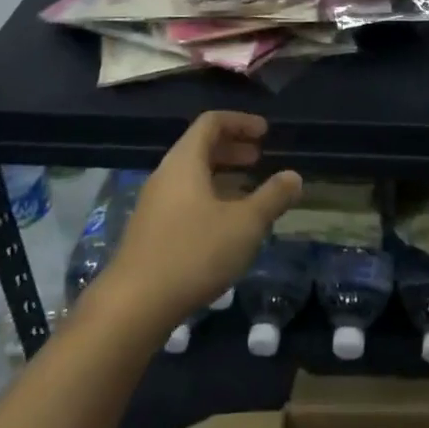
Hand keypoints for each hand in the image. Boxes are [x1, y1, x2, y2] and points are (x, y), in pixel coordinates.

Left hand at [91, 112, 300, 335]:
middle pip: (199, 147)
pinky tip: (226, 224)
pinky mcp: (151, 231)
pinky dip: (209, 197)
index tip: (265, 132)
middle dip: (232, 148)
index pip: (211, 123)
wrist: (134, 305)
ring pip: (192, 176)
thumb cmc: (194, 253)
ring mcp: (154, 205)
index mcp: (185, 162)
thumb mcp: (245, 224)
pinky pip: (184, 199)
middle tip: (259, 157)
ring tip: (249, 190)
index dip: (241, 122)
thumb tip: (294, 176)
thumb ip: (272, 197)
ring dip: (222, 175)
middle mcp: (166, 176)